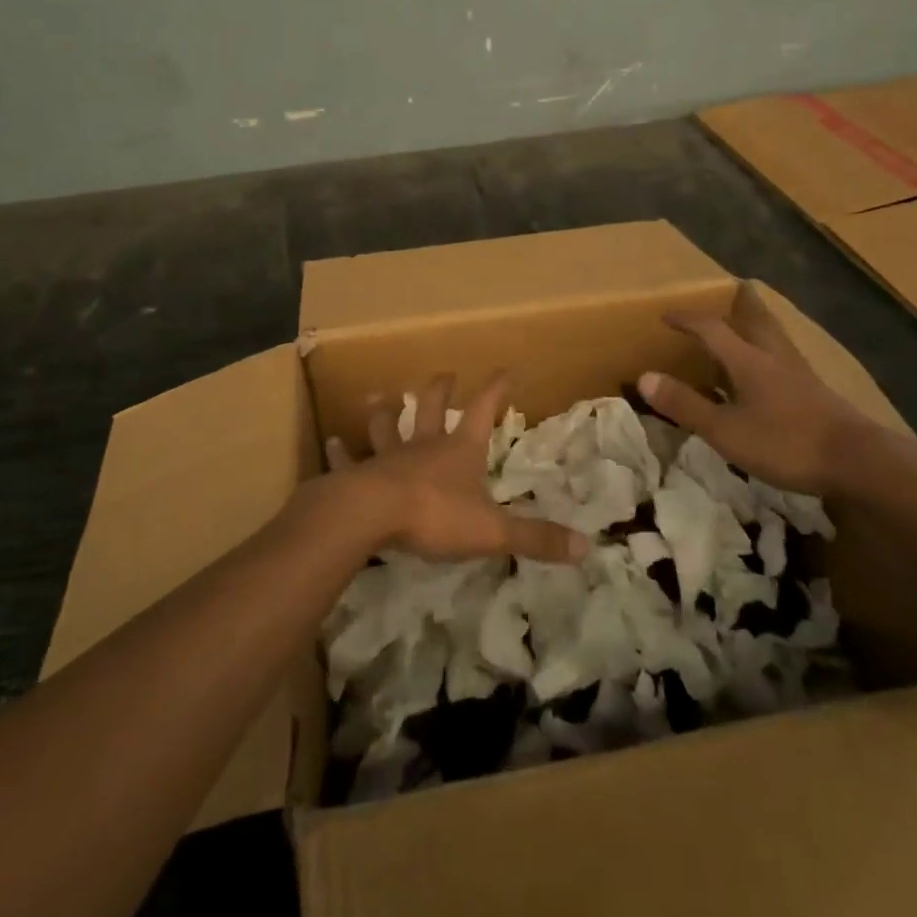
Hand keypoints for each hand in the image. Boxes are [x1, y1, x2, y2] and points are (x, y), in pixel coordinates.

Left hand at [325, 372, 587, 563]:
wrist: (373, 515)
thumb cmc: (435, 516)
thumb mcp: (493, 530)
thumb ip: (536, 538)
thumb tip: (587, 546)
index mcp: (459, 450)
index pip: (484, 410)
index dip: (496, 390)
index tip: (505, 370)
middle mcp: (424, 445)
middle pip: (432, 408)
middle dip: (441, 390)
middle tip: (445, 374)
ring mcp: (388, 457)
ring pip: (386, 425)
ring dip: (384, 410)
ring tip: (378, 394)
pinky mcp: (358, 475)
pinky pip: (348, 460)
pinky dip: (339, 451)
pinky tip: (330, 442)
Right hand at [636, 287, 880, 498]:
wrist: (858, 461)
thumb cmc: (785, 442)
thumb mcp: (725, 429)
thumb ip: (685, 404)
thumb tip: (644, 376)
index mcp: (748, 360)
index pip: (711, 328)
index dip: (687, 320)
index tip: (666, 315)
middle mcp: (774, 358)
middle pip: (755, 321)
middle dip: (739, 306)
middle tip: (730, 293)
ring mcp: (799, 375)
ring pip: (774, 339)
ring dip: (757, 327)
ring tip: (747, 327)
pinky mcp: (816, 394)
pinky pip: (785, 361)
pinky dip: (769, 354)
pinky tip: (770, 372)